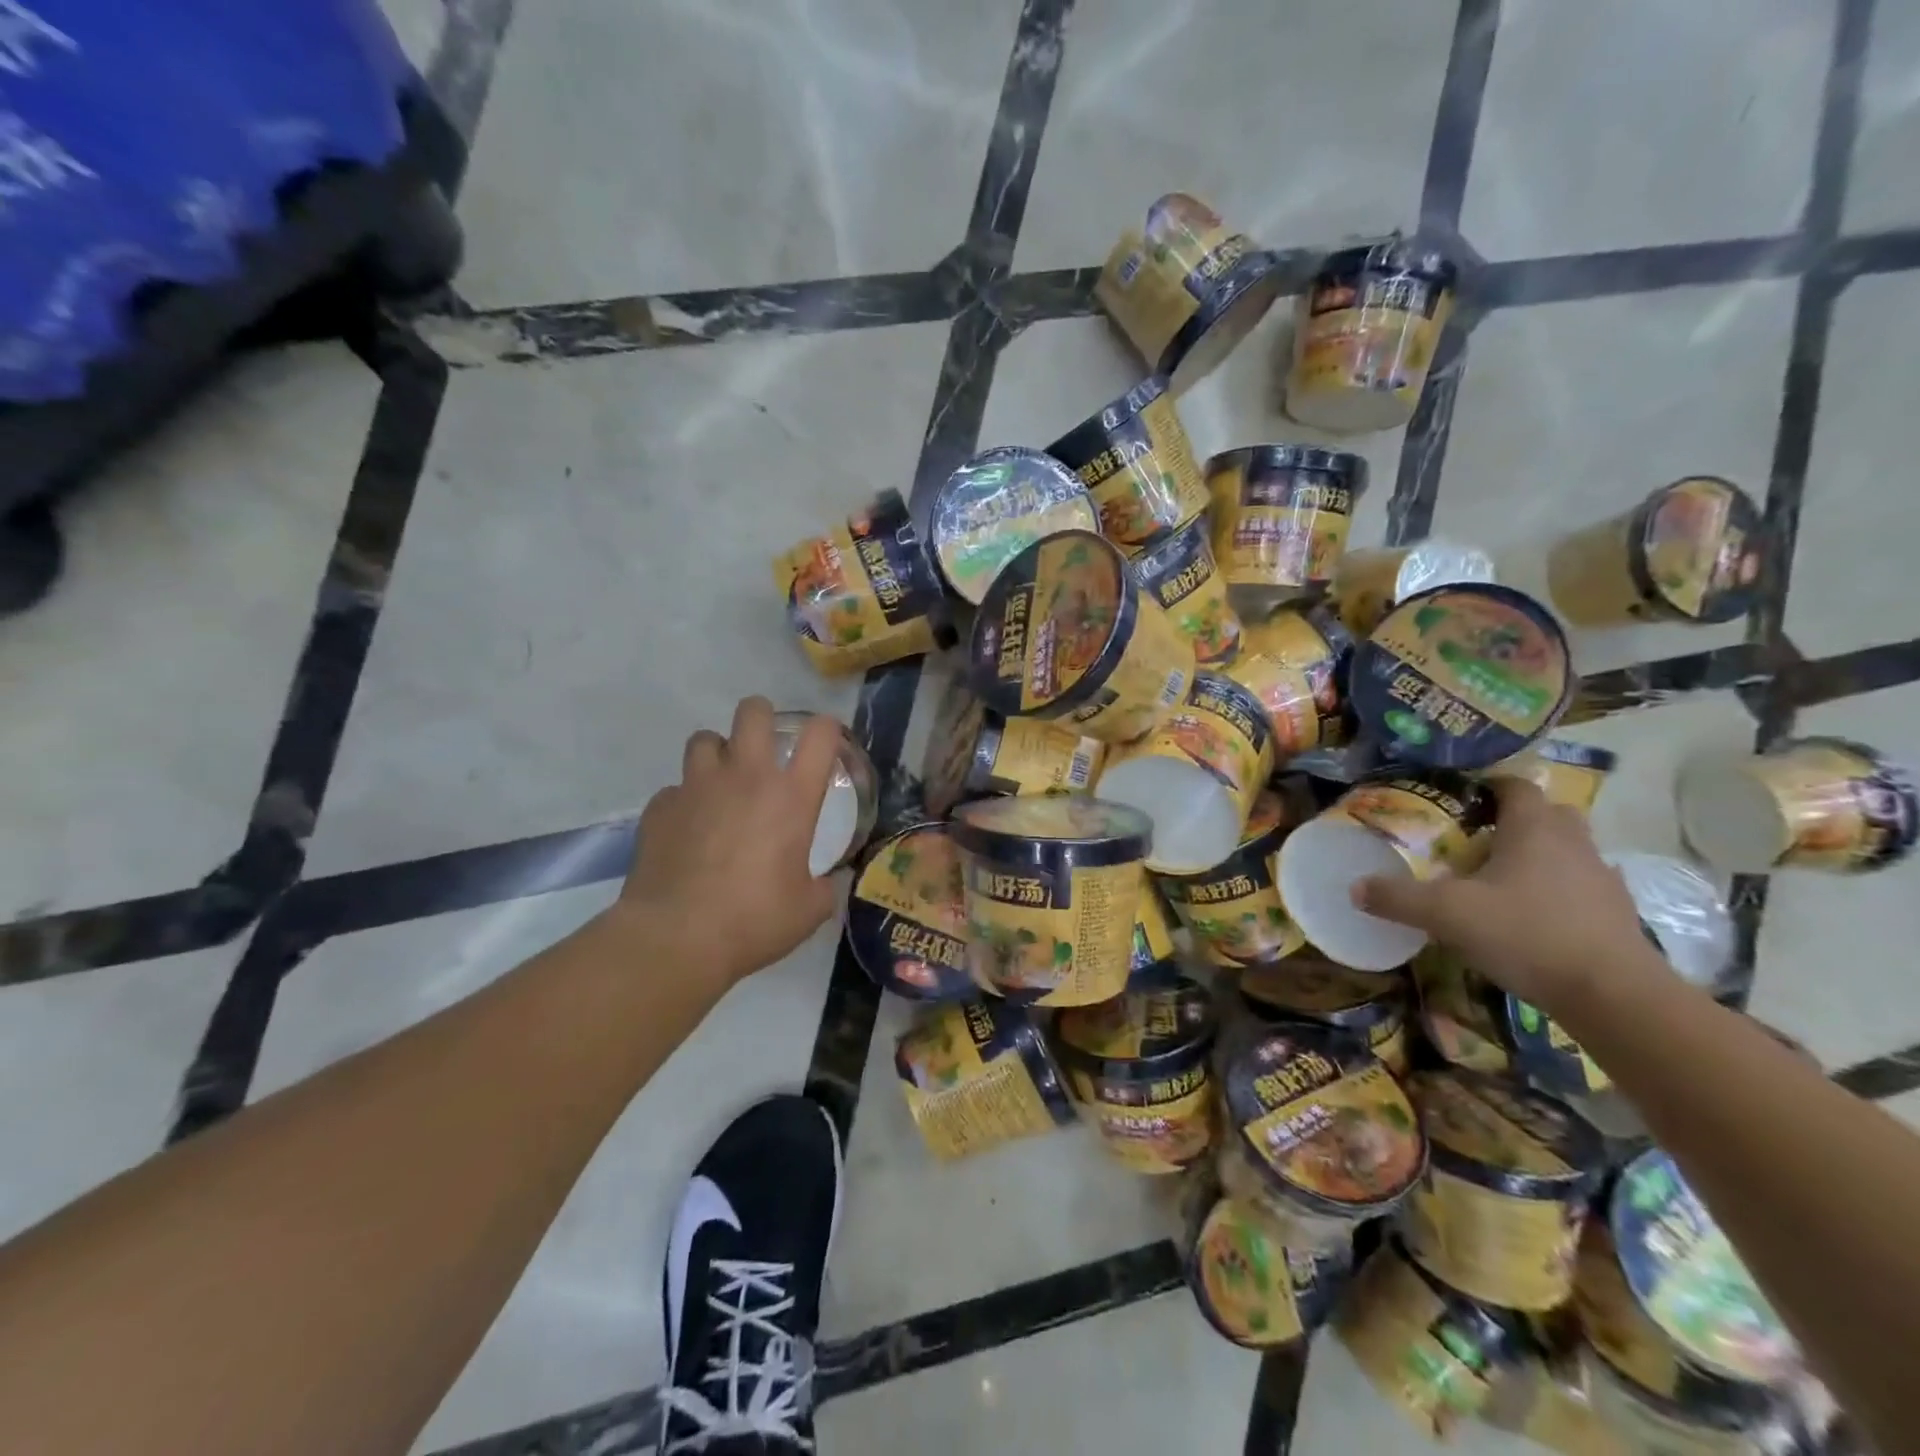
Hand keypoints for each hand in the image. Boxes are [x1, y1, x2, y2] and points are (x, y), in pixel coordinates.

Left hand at [617, 696, 845, 987]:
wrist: (676, 938)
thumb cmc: (754, 920)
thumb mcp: (809, 910)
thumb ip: (823, 887)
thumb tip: (824, 884)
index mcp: (792, 797)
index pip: (820, 735)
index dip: (828, 729)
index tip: (826, 743)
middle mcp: (746, 777)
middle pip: (753, 712)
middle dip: (762, 717)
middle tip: (765, 745)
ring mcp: (697, 787)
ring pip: (704, 739)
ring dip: (717, 753)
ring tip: (721, 781)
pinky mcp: (659, 807)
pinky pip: (675, 788)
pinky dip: (685, 800)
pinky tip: (688, 827)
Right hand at [1351, 777, 1653, 1010]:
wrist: (1613, 995)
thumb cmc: (1526, 933)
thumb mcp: (1446, 914)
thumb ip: (1397, 898)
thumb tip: (1355, 888)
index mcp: (1534, 828)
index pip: (1515, 786)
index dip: (1488, 786)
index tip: (1459, 799)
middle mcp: (1573, 843)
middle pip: (1547, 815)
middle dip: (1515, 821)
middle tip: (1476, 839)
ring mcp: (1602, 879)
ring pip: (1567, 851)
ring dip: (1539, 857)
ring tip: (1500, 880)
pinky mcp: (1617, 914)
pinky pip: (1582, 888)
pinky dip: (1558, 893)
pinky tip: (1531, 916)